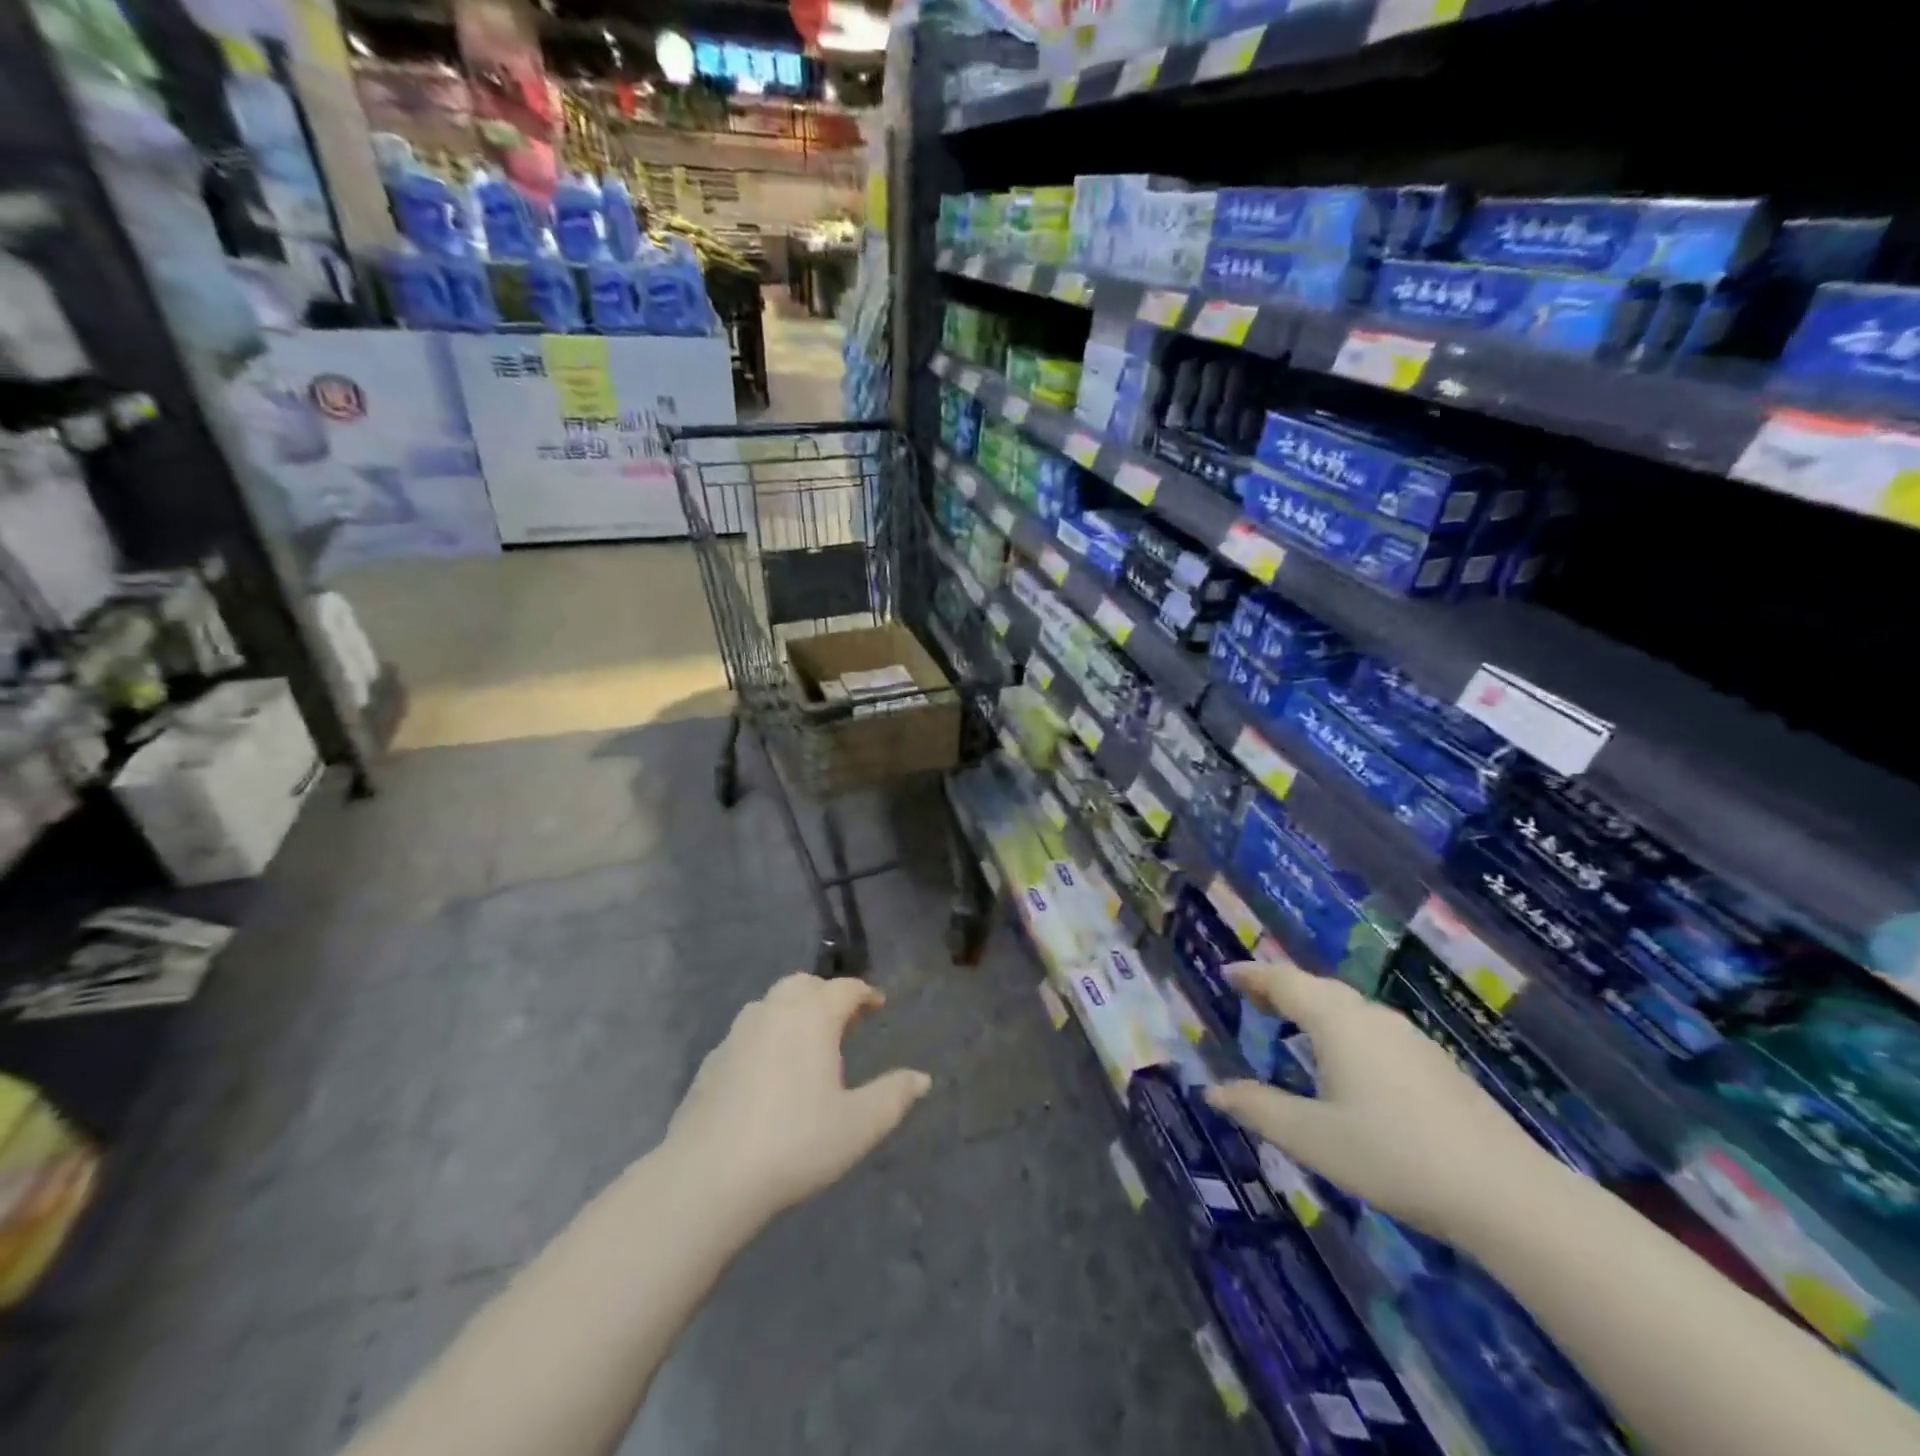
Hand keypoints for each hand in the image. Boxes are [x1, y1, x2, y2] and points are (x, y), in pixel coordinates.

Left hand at [665, 973, 932, 1221]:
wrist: (708, 1177)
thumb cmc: (795, 1143)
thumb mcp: (858, 1126)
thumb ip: (893, 1096)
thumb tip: (922, 1078)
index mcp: (812, 1016)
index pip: (844, 989)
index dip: (865, 994)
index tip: (877, 1006)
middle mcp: (774, 1011)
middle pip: (804, 984)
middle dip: (826, 994)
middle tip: (844, 1022)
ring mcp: (737, 1033)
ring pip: (771, 1004)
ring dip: (794, 1011)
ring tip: (808, 1044)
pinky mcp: (711, 1060)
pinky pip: (748, 1033)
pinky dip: (767, 1037)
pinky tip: (770, 1073)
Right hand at [1204, 960, 1552, 1242]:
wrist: (1506, 1195)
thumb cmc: (1393, 1157)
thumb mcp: (1312, 1138)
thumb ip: (1259, 1109)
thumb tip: (1212, 1091)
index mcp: (1338, 1023)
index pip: (1285, 981)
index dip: (1253, 975)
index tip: (1227, 972)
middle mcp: (1373, 1018)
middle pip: (1318, 989)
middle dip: (1281, 988)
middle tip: (1252, 997)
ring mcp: (1410, 1040)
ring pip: (1350, 1009)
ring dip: (1314, 1008)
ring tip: (1292, 1024)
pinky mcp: (1436, 1066)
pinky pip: (1373, 1030)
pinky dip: (1343, 1029)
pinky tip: (1348, 1062)